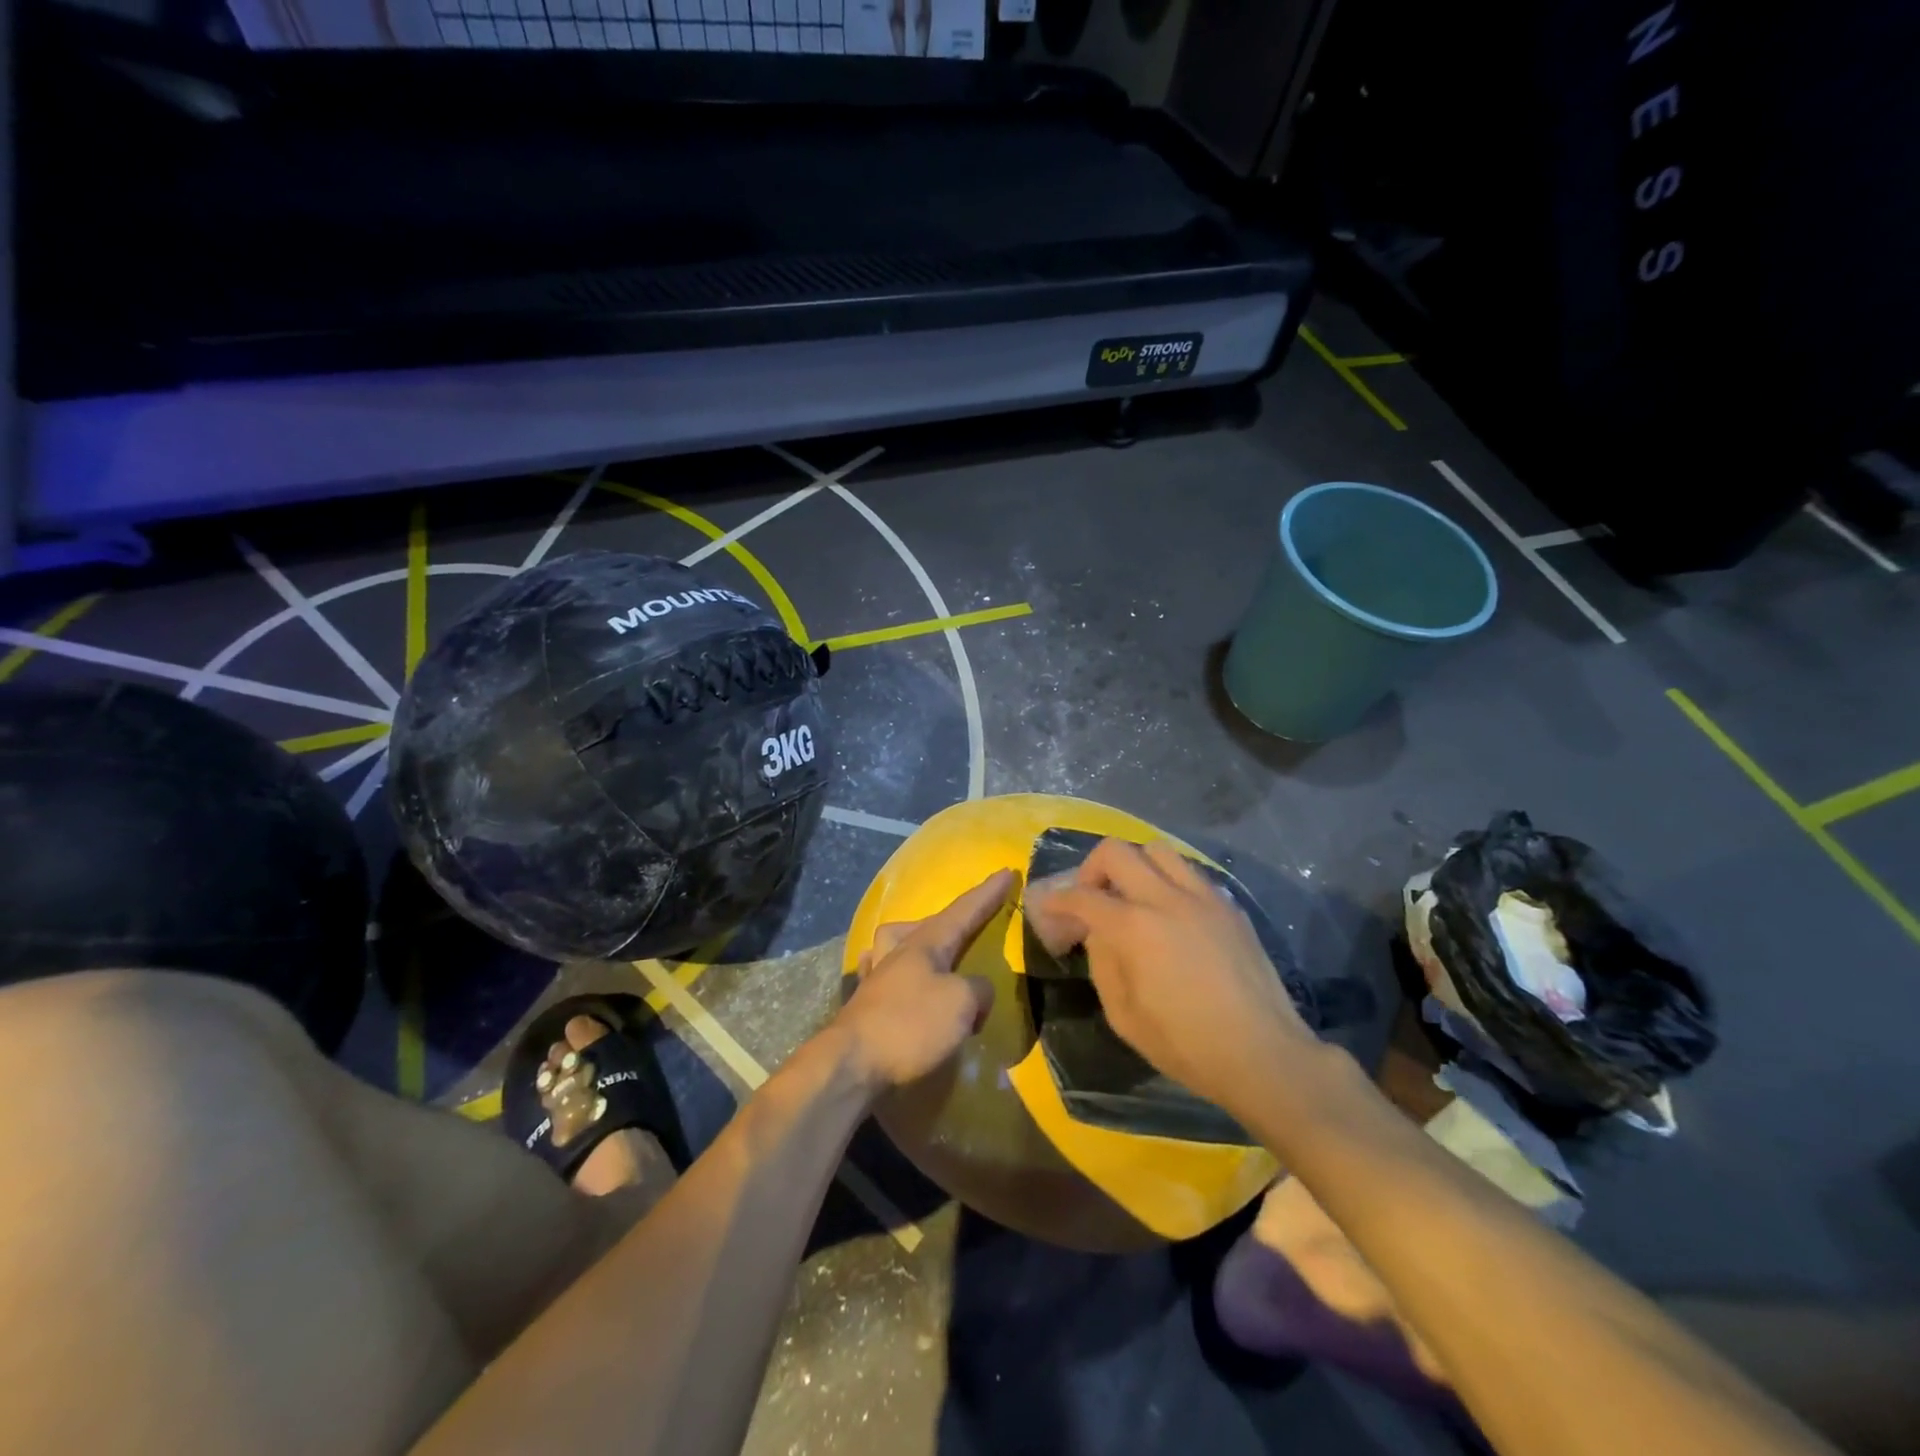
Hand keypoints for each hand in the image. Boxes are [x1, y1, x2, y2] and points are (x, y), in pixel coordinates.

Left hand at [835, 870, 1012, 1089]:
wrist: (850, 1064)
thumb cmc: (909, 1025)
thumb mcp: (960, 1003)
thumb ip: (978, 989)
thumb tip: (976, 992)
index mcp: (925, 943)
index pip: (963, 910)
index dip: (987, 894)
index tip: (1006, 872)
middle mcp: (899, 951)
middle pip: (929, 924)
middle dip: (954, 918)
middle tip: (973, 918)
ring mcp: (878, 976)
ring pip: (900, 943)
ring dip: (920, 941)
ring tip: (936, 953)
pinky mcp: (866, 1003)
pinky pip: (886, 974)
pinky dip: (898, 972)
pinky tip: (899, 980)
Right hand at [1024, 839, 1319, 1120]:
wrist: (1263, 1054)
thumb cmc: (1186, 1046)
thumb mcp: (1124, 1016)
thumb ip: (1103, 964)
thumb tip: (1098, 934)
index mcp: (1134, 927)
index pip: (1081, 896)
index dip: (1056, 900)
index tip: (1048, 909)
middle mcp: (1165, 898)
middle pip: (1116, 851)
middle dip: (1091, 869)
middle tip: (1091, 897)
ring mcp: (1202, 897)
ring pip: (1157, 850)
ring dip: (1134, 865)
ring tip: (1132, 895)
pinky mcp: (1229, 906)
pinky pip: (1190, 872)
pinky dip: (1168, 880)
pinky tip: (1170, 913)